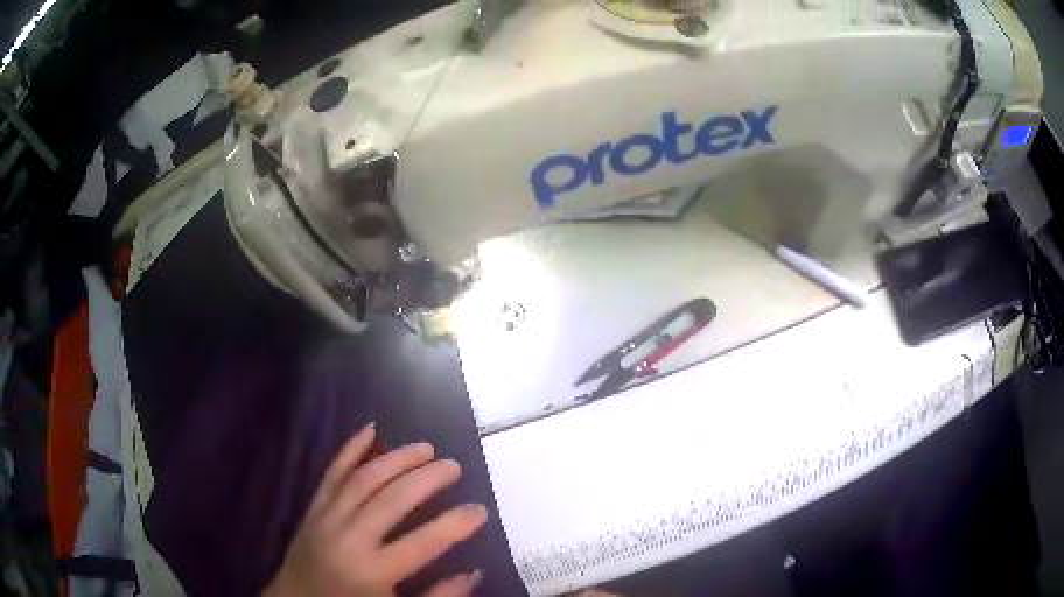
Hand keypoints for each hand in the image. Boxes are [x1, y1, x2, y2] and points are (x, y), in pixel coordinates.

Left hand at [265, 424, 487, 596]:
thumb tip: (474, 573)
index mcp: (374, 571)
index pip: (423, 542)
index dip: (456, 524)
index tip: (479, 510)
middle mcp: (350, 538)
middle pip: (393, 499)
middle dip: (427, 478)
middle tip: (454, 465)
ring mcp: (327, 518)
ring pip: (364, 478)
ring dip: (396, 459)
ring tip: (425, 448)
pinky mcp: (313, 507)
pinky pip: (332, 473)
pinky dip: (350, 449)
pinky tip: (370, 429)